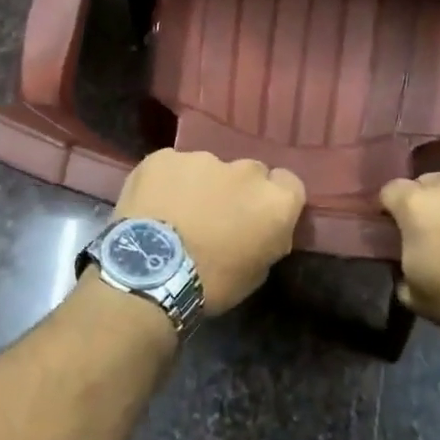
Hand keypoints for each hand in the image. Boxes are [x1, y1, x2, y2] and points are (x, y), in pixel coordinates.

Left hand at [113, 150, 305, 313]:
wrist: (150, 273)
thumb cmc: (211, 283)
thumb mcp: (257, 272)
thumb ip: (268, 239)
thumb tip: (262, 228)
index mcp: (275, 200)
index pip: (289, 184)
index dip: (273, 200)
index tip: (258, 217)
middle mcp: (245, 170)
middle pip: (249, 172)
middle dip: (237, 190)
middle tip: (216, 216)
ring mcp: (202, 158)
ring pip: (207, 168)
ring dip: (200, 185)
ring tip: (178, 213)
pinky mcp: (164, 156)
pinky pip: (171, 167)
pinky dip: (166, 183)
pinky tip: (153, 206)